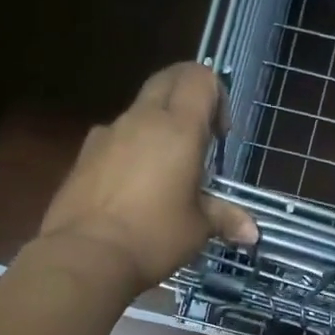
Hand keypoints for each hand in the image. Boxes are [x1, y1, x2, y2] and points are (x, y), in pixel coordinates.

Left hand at [39, 63, 258, 296]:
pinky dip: (129, 149)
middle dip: (186, 97)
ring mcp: (107, 134)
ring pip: (138, 110)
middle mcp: (141, 119)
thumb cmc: (153, 237)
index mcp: (178, 128)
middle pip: (167, 80)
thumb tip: (252, 232)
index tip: (219, 137)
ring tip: (163, 173)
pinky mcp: (83, 155)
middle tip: (197, 139)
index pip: (200, 78)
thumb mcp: (197, 230)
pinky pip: (114, 138)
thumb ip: (224, 219)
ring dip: (156, 126)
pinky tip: (130, 189)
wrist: (85, 255)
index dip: (216, 96)